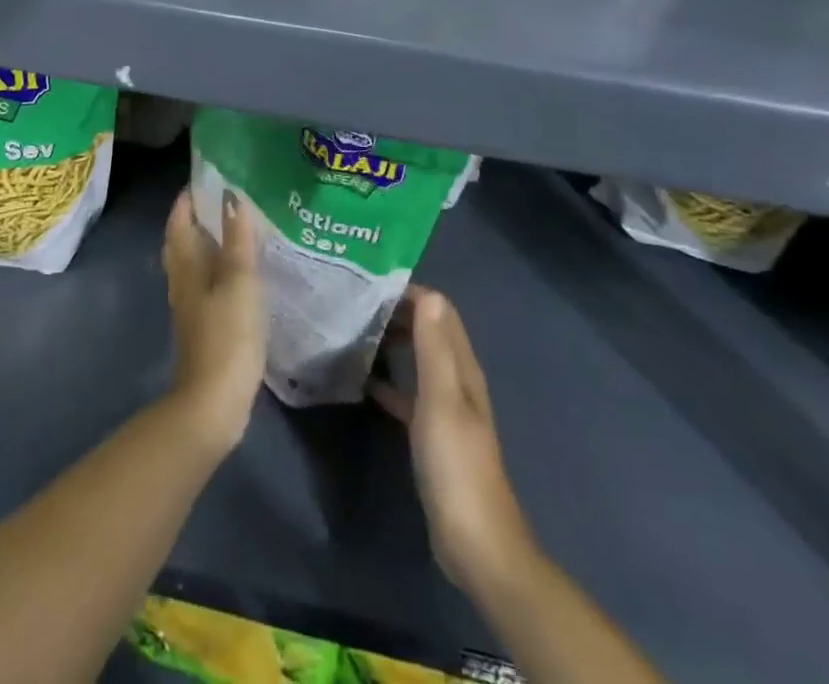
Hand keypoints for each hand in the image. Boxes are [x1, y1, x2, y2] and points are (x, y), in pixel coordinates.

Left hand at [163, 188, 264, 457]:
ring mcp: (191, 306)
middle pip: (183, 241)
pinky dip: (219, 270)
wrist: (213, 403)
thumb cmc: (227, 335)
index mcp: (186, 265)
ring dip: (209, 244)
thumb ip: (237, 240)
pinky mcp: (203, 327)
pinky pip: (207, 286)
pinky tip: (240, 274)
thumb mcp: (239, 281)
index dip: (188, 199)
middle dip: (198, 218)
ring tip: (237, 230)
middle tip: (224, 199)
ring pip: (194, 264)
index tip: (207, 178)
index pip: (179, 220)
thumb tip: (231, 197)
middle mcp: (182, 281)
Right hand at [371, 286, 538, 597]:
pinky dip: (387, 381)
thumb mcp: (442, 401)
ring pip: (416, 360)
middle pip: (427, 332)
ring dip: (391, 343)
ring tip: (353, 332)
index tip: (369, 285)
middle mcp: (456, 381)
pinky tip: (361, 381)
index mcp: (463, 369)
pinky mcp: (431, 435)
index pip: (439, 311)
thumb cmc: (456, 466)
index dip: (409, 293)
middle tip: (354, 304)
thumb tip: (427, 293)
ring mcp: (444, 409)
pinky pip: (407, 393)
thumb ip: (434, 348)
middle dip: (396, 313)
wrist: (475, 544)